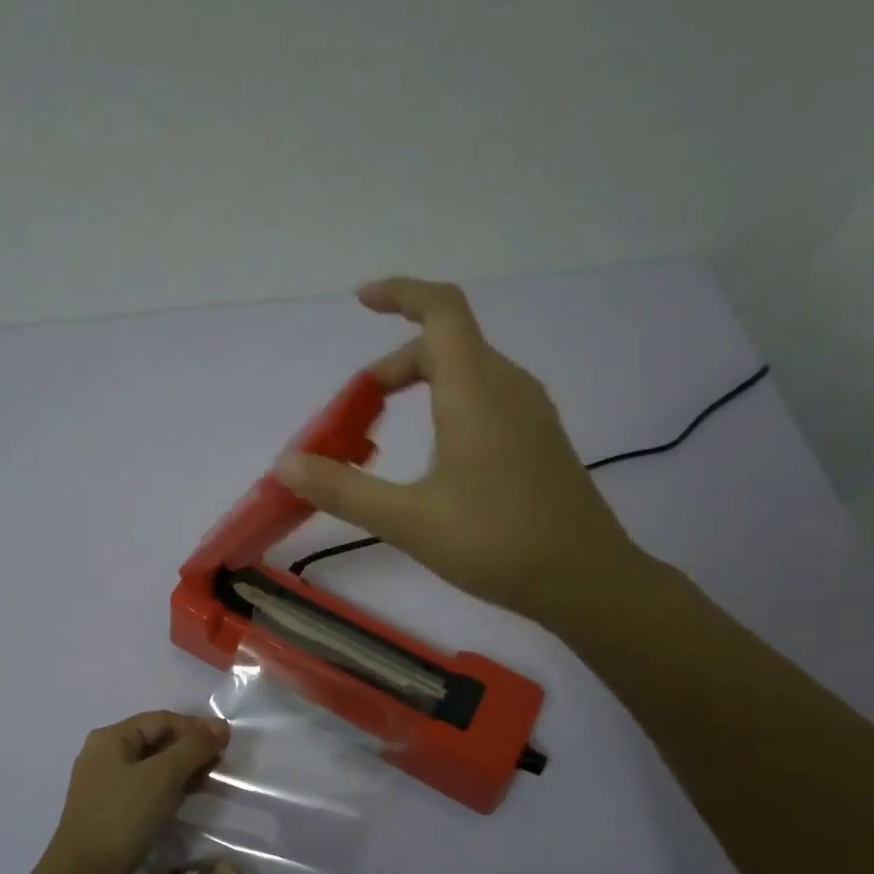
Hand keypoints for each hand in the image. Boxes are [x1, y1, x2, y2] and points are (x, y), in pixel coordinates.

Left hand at [44, 711, 229, 873]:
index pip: (161, 720)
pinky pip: (147, 787)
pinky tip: (191, 796)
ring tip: (212, 777)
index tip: (226, 741)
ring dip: (183, 768)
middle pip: (157, 740)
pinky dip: (170, 787)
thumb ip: (193, 747)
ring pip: (154, 766)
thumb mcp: (162, 776)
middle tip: (221, 761)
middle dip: (190, 747)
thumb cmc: (122, 817)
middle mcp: (105, 755)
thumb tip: (221, 726)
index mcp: (111, 738)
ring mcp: (106, 784)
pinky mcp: (113, 810)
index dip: (195, 726)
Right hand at [276, 277, 654, 629]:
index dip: (400, 294)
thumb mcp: (409, 520)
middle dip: (392, 369)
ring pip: (466, 372)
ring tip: (383, 435)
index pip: (440, 310)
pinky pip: (485, 398)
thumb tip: (285, 465)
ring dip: (419, 388)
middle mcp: (508, 386)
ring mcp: (530, 412)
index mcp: (477, 390)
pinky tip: (434, 458)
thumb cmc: (497, 543)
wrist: (587, 580)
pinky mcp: (539, 438)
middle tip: (354, 415)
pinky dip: (447, 406)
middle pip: (445, 345)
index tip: (361, 301)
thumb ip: (343, 490)